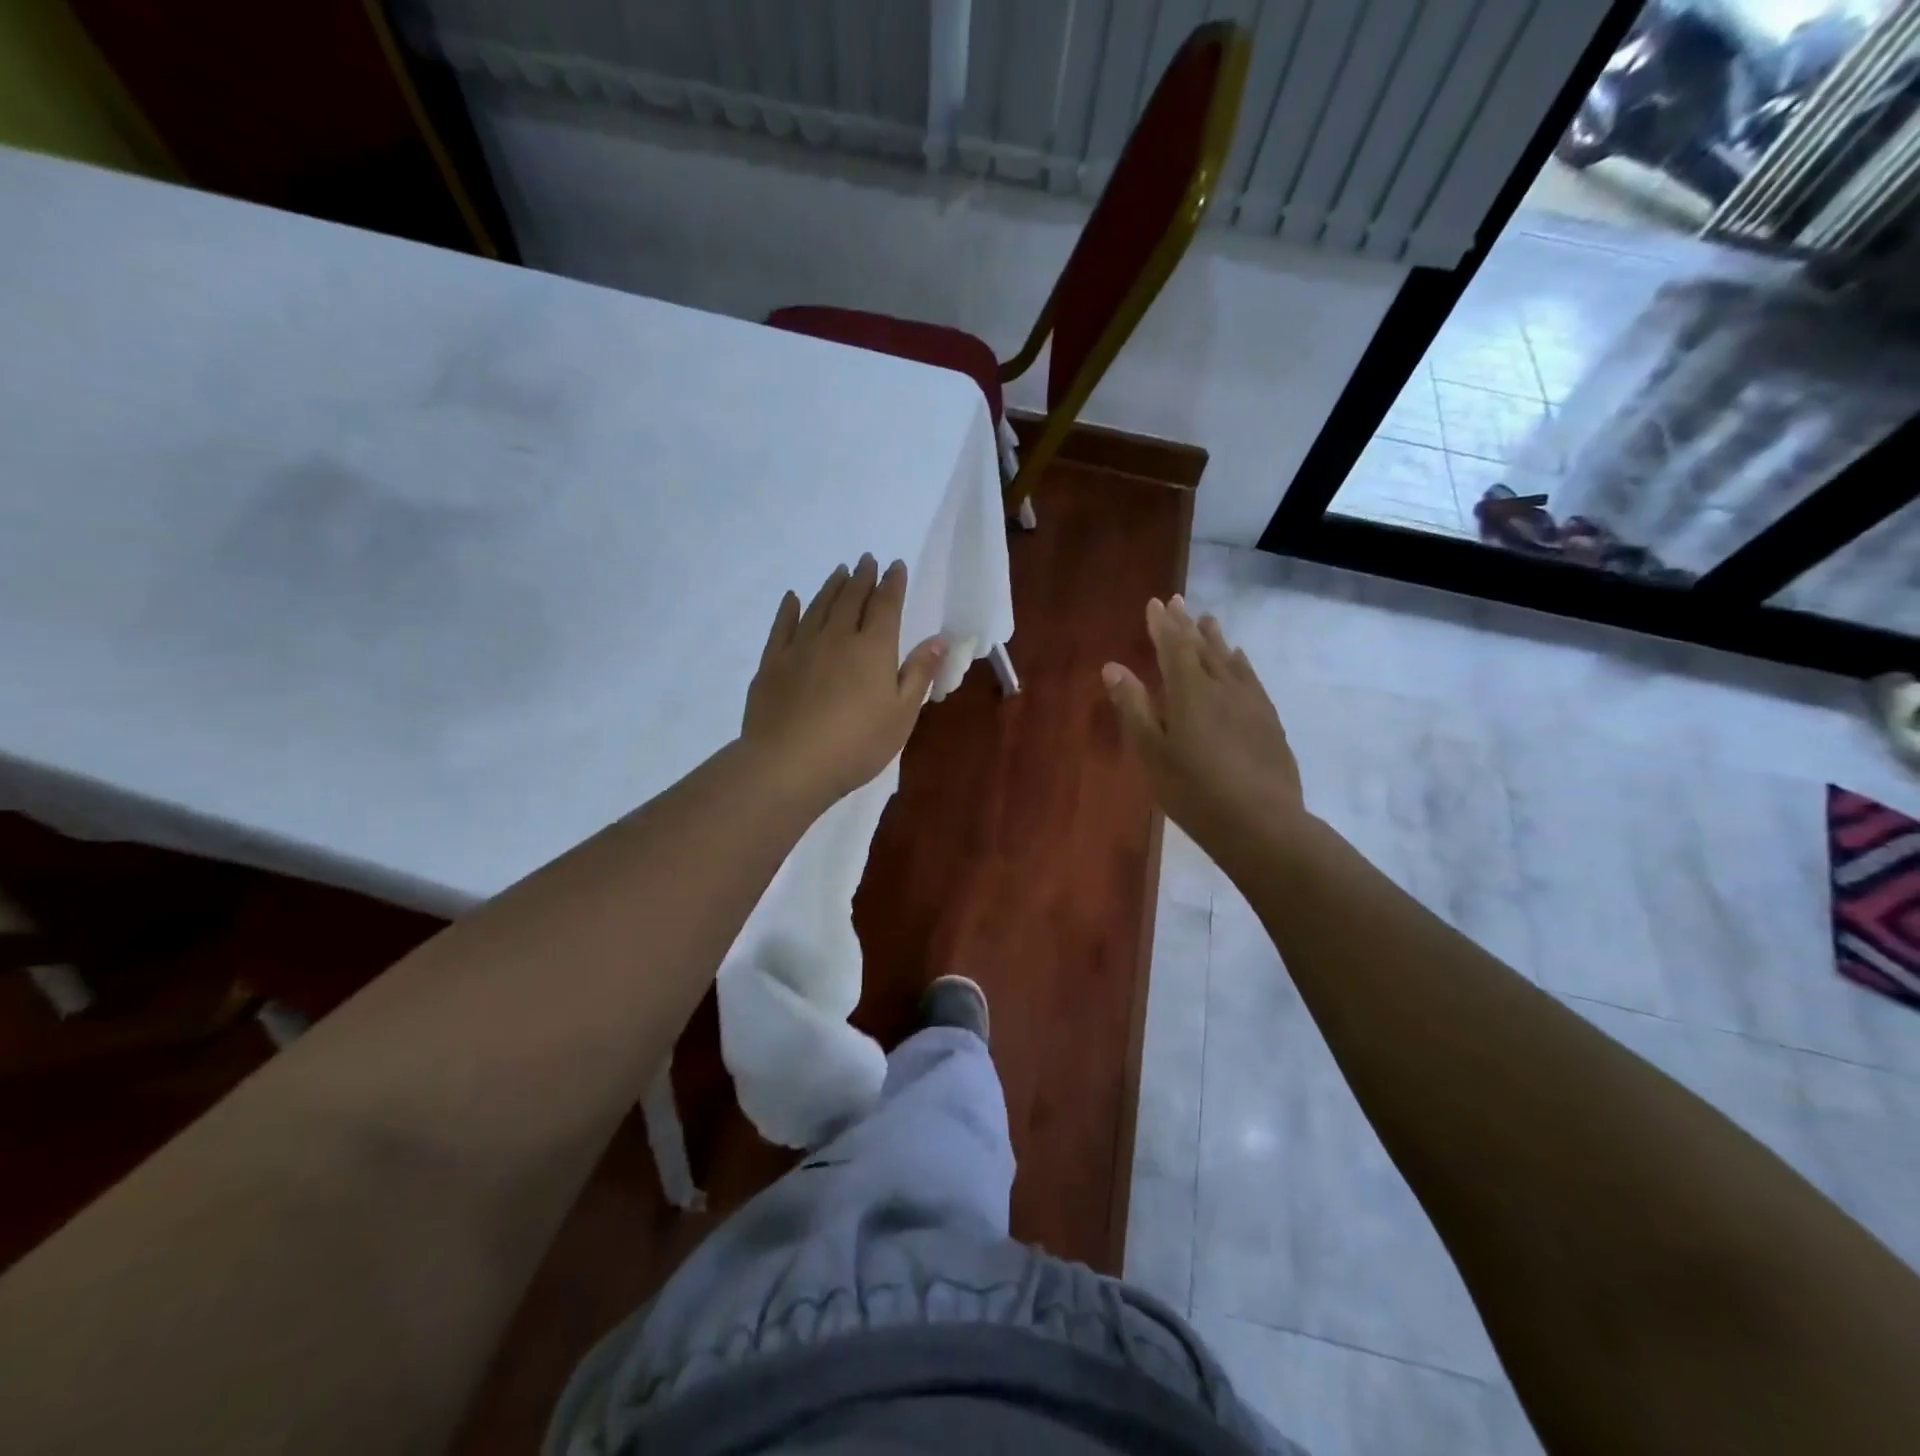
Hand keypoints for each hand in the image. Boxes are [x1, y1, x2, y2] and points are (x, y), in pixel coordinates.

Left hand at [742, 554, 946, 809]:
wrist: (789, 764)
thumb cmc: (857, 745)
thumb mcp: (902, 715)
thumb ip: (919, 673)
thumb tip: (938, 639)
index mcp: (873, 648)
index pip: (886, 605)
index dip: (893, 584)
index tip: (895, 565)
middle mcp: (837, 637)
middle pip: (852, 598)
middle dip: (862, 577)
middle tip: (867, 560)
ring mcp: (801, 647)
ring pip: (819, 606)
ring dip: (832, 586)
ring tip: (840, 571)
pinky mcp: (773, 663)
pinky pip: (783, 626)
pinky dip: (790, 609)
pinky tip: (793, 599)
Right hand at [1102, 596, 1304, 845]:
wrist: (1261, 822)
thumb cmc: (1193, 791)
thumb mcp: (1151, 752)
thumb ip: (1133, 707)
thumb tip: (1113, 667)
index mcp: (1189, 692)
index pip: (1173, 647)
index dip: (1162, 624)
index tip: (1155, 603)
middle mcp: (1222, 687)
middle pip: (1201, 647)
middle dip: (1186, 624)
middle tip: (1178, 601)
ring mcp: (1250, 702)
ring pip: (1229, 659)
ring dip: (1215, 638)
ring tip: (1208, 620)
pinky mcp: (1268, 720)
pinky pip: (1250, 677)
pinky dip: (1240, 662)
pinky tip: (1239, 661)